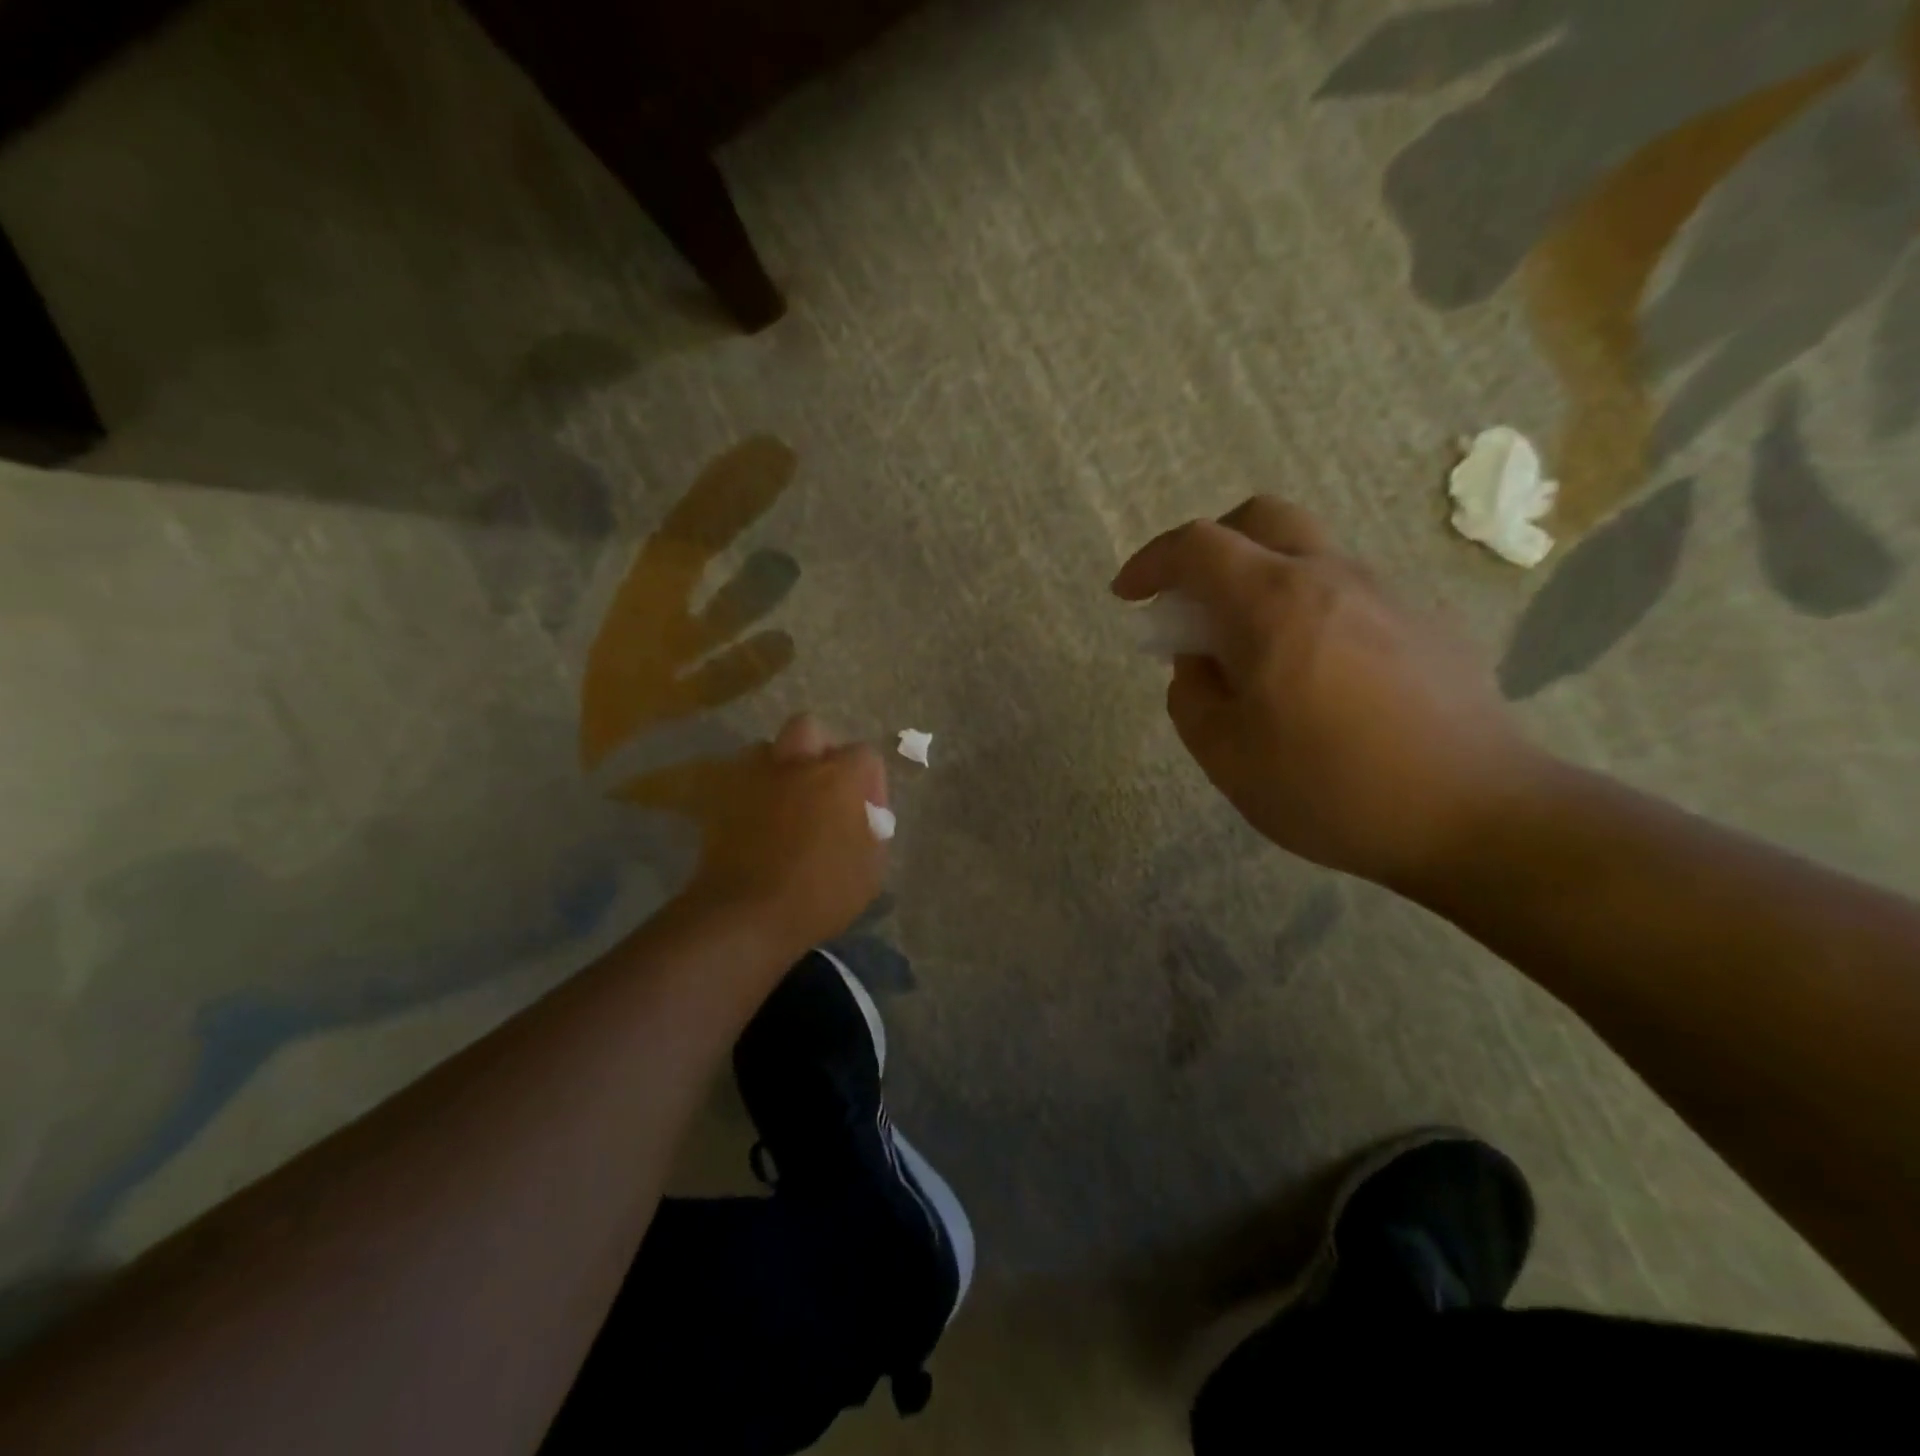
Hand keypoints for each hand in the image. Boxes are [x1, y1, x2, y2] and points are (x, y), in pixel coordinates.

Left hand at [665, 714, 888, 957]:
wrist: (746, 915)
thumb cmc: (820, 894)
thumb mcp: (870, 870)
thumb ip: (872, 831)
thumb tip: (864, 817)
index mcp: (838, 777)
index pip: (864, 754)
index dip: (870, 782)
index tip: (868, 813)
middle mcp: (796, 765)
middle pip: (809, 728)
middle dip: (819, 750)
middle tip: (824, 786)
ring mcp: (753, 779)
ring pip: (766, 748)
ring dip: (779, 767)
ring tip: (785, 799)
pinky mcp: (720, 800)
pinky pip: (738, 780)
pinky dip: (750, 792)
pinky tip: (756, 821)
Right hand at [1113, 498, 1543, 887]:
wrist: (1476, 816)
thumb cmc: (1331, 788)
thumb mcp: (1227, 756)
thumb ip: (1192, 697)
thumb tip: (1201, 662)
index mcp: (1272, 604)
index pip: (1196, 547)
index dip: (1151, 562)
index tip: (1129, 596)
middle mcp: (1331, 577)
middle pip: (1260, 519)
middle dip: (1210, 547)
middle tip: (1193, 602)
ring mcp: (1387, 594)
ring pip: (1309, 554)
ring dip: (1263, 581)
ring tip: (1257, 655)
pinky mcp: (1426, 623)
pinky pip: (1349, 592)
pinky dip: (1310, 610)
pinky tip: (1320, 677)